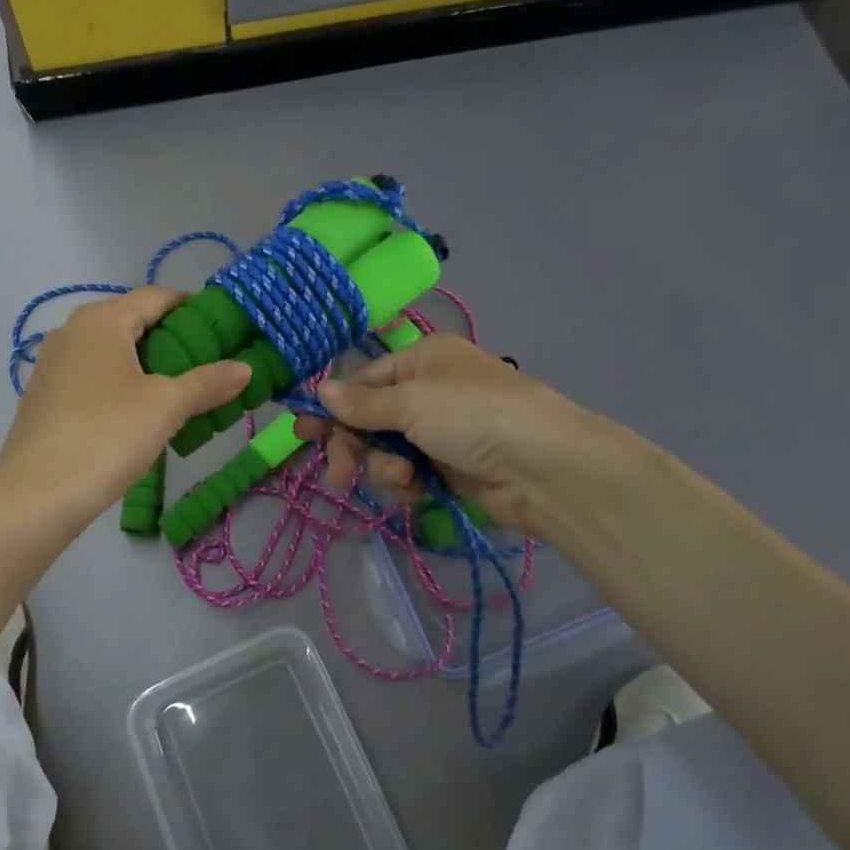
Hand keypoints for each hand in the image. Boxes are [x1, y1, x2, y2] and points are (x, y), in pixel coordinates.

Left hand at [0, 287, 249, 529]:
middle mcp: (72, 331)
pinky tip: (137, 413)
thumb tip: (246, 368)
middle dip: (171, 338)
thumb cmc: (107, 435)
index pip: (156, 297)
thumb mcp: (166, 406)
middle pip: (132, 322)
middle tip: (208, 362)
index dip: (191, 306)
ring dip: (146, 364)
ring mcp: (52, 364)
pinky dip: (120, 384)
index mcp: (101, 320)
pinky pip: (92, 376)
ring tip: (179, 390)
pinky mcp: (44, 396)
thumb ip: (207, 382)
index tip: (222, 325)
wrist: (37, 495)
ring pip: (111, 352)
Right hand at [293, 335, 633, 537]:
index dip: (334, 409)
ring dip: (384, 467)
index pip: (363, 382)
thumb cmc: (474, 416)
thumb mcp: (412, 402)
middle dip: (355, 446)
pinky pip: (410, 472)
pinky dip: (408, 482)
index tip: (304, 435)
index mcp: (422, 359)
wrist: (545, 468)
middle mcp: (429, 390)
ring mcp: (441, 430)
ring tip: (403, 480)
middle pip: (370, 418)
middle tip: (337, 476)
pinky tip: (418, 490)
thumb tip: (318, 390)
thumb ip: (362, 404)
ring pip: (387, 449)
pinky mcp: (451, 466)